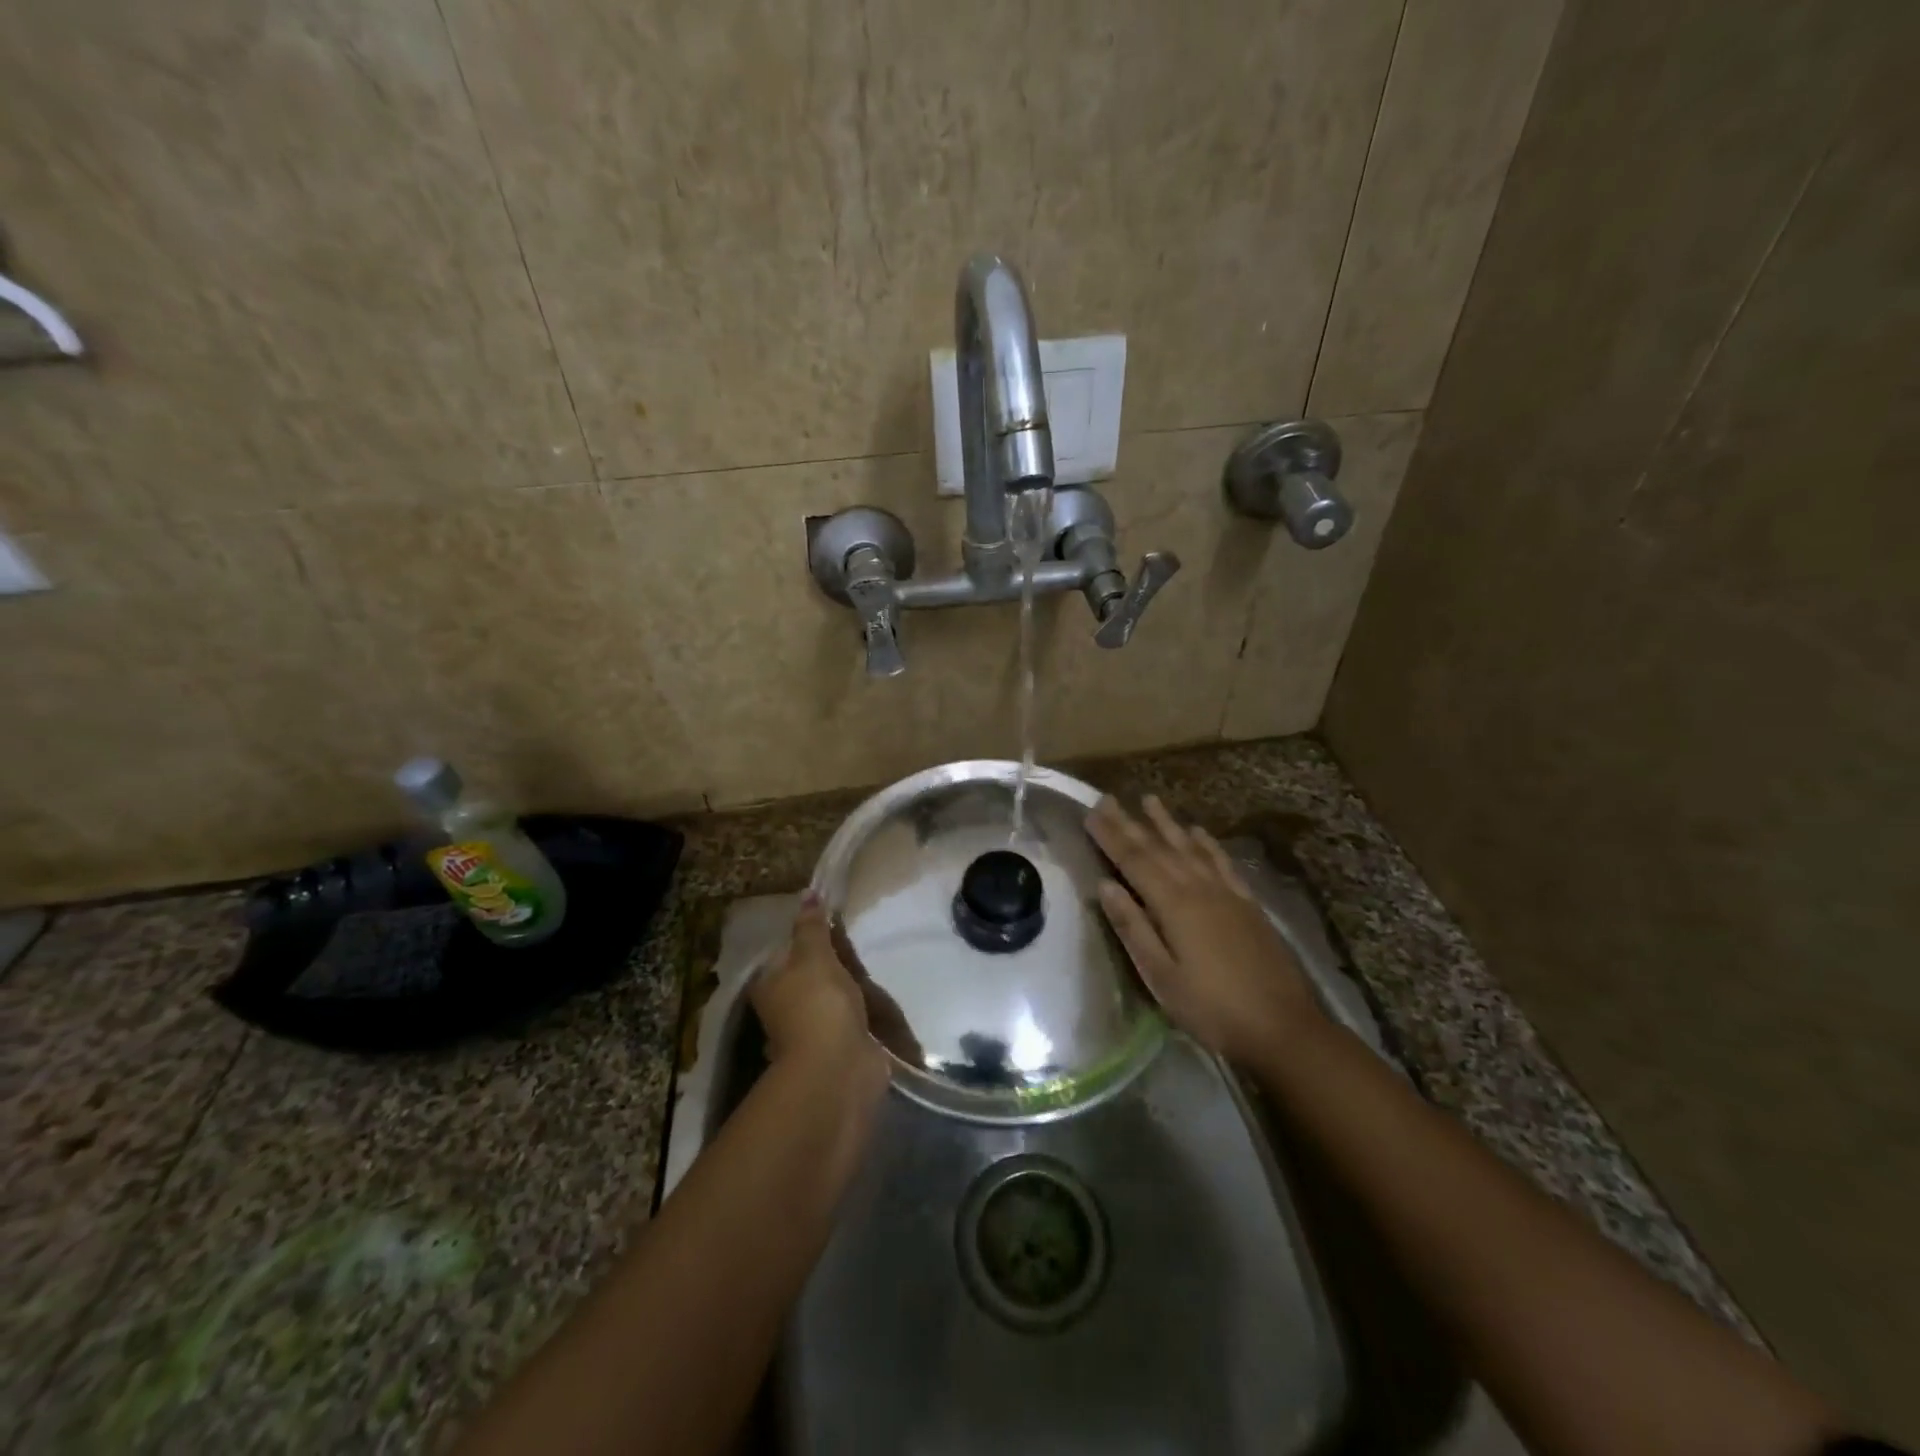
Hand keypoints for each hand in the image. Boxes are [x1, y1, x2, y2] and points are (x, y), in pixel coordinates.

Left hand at [750, 897, 888, 1095]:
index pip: (784, 954)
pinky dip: (860, 1012)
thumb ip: (811, 927)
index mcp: (769, 986)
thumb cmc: (818, 1004)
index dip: (806, 938)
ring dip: (847, 989)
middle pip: (807, 977)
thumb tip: (807, 894)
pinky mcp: (837, 1047)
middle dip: (830, 965)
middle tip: (856, 945)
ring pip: (829, 999)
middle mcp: (784, 1009)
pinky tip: (877, 1000)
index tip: (833, 926)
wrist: (839, 1066)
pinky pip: (849, 1019)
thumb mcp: (813, 956)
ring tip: (871, 968)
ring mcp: (811, 1031)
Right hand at [1088, 795, 1321, 1065]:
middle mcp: (1199, 888)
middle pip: (1159, 848)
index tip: (1091, 812)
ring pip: (1190, 848)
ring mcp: (1226, 893)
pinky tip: (1199, 832)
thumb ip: (1133, 927)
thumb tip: (1105, 885)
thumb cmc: (1212, 1008)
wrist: (1283, 1027)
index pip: (1134, 861)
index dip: (1111, 836)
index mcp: (1173, 905)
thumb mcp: (1161, 976)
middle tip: (1109, 798)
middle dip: (1131, 823)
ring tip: (1150, 799)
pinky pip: (1222, 863)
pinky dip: (1208, 844)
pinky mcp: (1247, 904)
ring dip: (1167, 823)